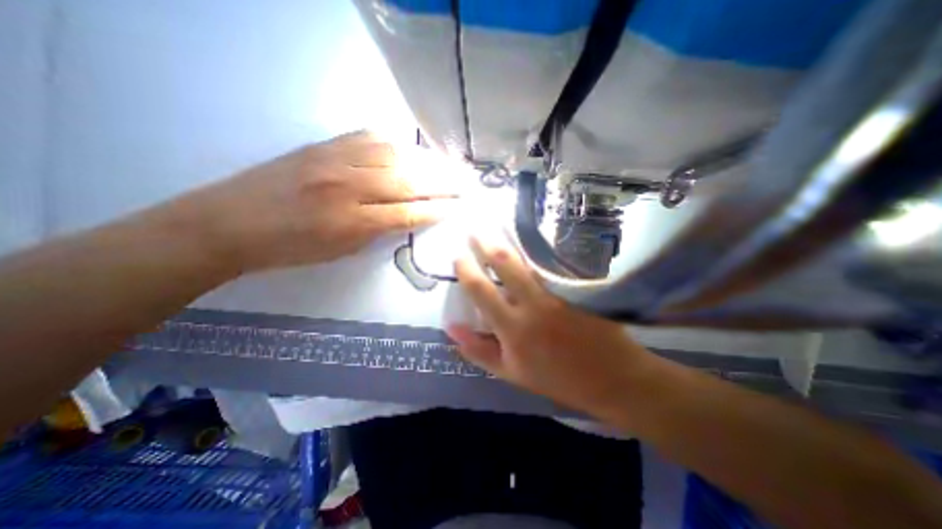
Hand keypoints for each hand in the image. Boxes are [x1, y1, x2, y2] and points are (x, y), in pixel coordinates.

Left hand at [172, 129, 463, 273]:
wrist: (231, 221)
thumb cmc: (291, 248)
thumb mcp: (342, 250)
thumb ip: (379, 229)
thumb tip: (408, 214)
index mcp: (351, 221)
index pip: (408, 212)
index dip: (438, 209)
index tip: (459, 207)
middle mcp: (347, 185)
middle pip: (407, 179)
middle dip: (443, 181)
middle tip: (467, 181)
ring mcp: (334, 159)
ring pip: (394, 154)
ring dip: (427, 160)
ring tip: (449, 165)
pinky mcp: (324, 144)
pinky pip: (370, 137)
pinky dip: (398, 144)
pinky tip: (413, 150)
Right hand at [444, 235, 652, 416]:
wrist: (609, 378)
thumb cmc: (556, 378)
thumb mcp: (510, 372)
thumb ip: (478, 351)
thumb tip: (451, 328)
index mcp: (512, 327)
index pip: (480, 290)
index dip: (465, 269)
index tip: (458, 255)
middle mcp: (533, 304)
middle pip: (504, 263)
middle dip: (485, 242)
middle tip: (474, 229)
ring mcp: (558, 292)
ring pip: (530, 257)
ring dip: (512, 239)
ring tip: (499, 225)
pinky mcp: (578, 286)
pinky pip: (555, 261)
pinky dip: (540, 248)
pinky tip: (534, 237)